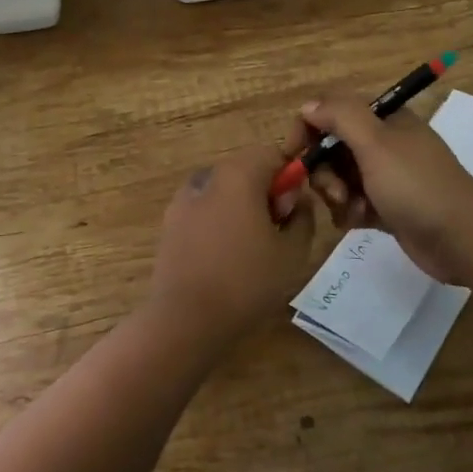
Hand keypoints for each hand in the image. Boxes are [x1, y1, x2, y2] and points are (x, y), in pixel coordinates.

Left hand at [147, 143, 317, 348]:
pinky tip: (223, 258)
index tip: (292, 209)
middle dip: (265, 191)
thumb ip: (303, 216)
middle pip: (245, 169)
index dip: (289, 176)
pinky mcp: (170, 223)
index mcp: (239, 174)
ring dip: (240, 206)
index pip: (272, 153)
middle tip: (276, 232)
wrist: (185, 318)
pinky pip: (204, 209)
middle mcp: (208, 177)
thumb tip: (296, 198)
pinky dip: (218, 221)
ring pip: (223, 190)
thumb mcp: (293, 252)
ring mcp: (183, 199)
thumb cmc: (246, 281)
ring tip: (249, 248)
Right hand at [291, 92, 472, 274]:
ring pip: (340, 178)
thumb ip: (340, 117)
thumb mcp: (376, 143)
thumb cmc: (416, 185)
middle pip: (332, 147)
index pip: (332, 111)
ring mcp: (386, 176)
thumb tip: (308, 106)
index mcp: (384, 120)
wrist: (461, 238)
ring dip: (337, 194)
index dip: (308, 128)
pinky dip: (351, 212)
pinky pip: (353, 203)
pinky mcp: (388, 207)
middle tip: (335, 191)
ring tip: (353, 209)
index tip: (294, 154)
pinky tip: (360, 221)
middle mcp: (384, 143)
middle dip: (324, 171)